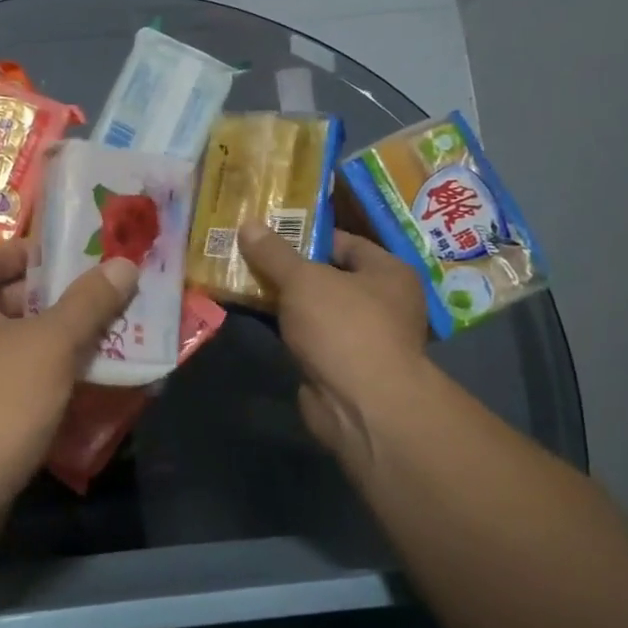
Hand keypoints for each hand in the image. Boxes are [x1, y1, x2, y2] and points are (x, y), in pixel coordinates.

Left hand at [0, 242, 139, 547]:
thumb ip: (88, 303)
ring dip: (52, 341)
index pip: (2, 254)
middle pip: (5, 297)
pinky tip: (75, 382)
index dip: (50, 257)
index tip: (95, 264)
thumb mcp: (49, 348)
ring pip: (6, 339)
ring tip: (106, 340)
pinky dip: (33, 372)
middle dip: (59, 303)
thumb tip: (124, 264)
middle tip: (111, 304)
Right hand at [238, 222, 429, 478]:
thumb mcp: (303, 280)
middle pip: (326, 275)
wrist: (361, 404)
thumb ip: (274, 253)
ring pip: (313, 308)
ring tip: (240, 282)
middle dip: (287, 268)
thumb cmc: (343, 327)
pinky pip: (306, 336)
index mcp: (388, 272)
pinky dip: (283, 328)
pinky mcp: (339, 365)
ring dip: (281, 300)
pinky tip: (252, 317)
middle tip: (246, 255)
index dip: (305, 234)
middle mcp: (381, 302)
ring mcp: (360, 336)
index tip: (266, 232)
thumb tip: (248, 223)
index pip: (344, 241)